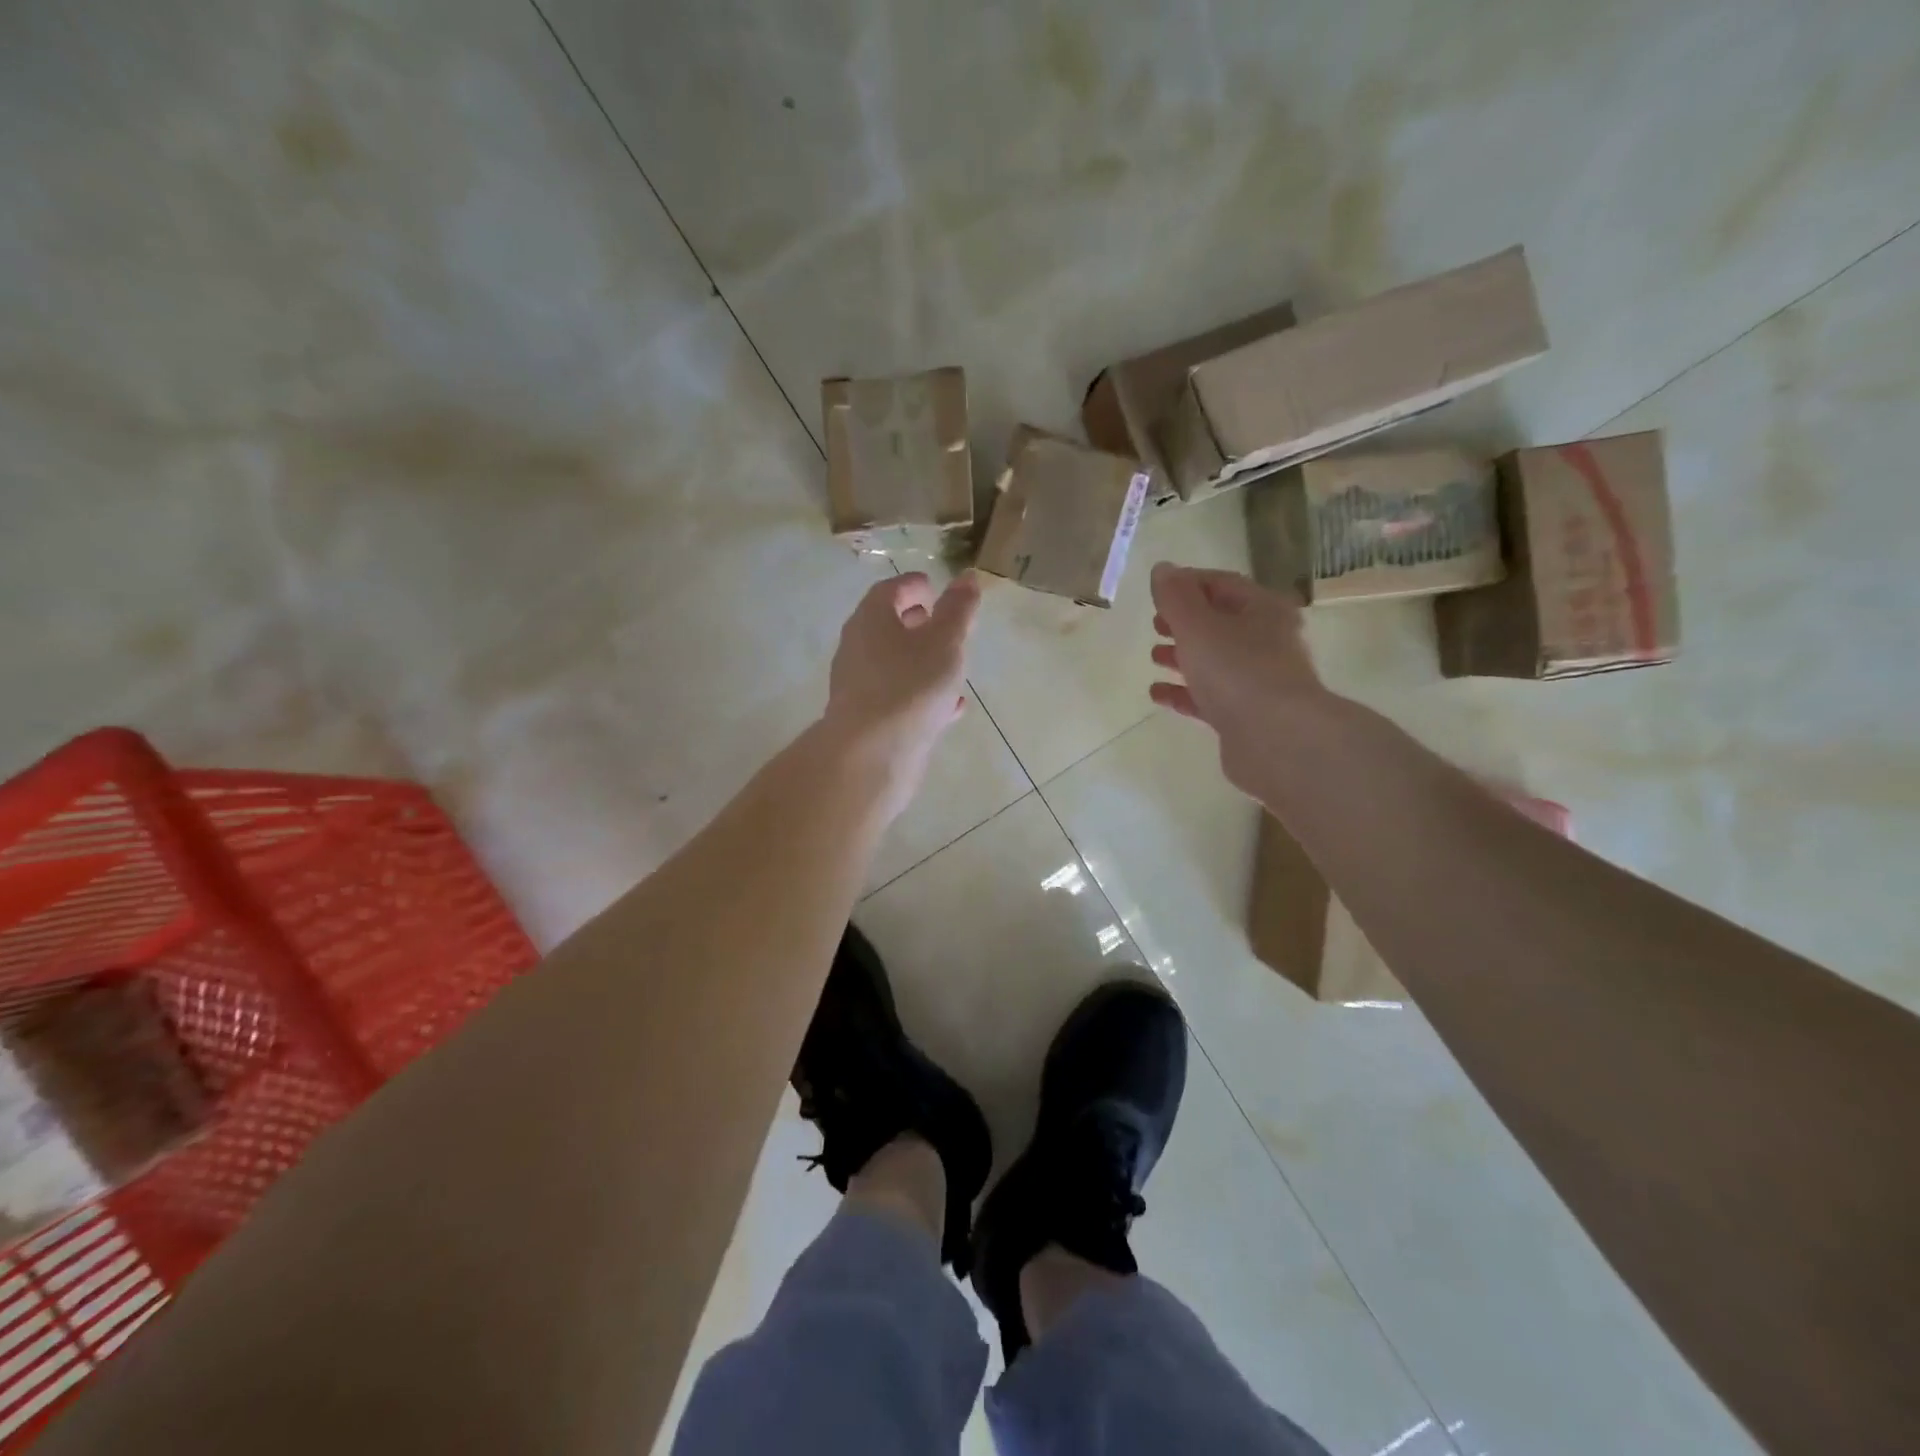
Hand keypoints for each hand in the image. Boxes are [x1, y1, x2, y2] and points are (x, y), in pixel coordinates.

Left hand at [822, 570, 981, 810]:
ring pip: (893, 664)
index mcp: (871, 620)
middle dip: (915, 623)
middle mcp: (858, 649)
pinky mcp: (868, 720)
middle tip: (942, 623)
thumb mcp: (944, 642)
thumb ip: (958, 610)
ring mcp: (860, 686)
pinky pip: (898, 696)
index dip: (913, 586)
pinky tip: (949, 708)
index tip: (934, 587)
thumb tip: (968, 577)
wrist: (870, 755)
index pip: (889, 591)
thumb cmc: (909, 687)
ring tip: (951, 665)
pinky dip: (921, 693)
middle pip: (886, 627)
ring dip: (920, 660)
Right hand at [1147, 563, 1329, 797]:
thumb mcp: (1198, 626)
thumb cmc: (1237, 671)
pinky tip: (1158, 693)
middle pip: (1220, 622)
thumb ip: (1176, 597)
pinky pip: (1209, 696)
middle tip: (1155, 623)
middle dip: (1185, 621)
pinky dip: (1184, 691)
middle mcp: (1267, 641)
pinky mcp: (1245, 715)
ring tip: (1153, 656)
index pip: (1223, 583)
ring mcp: (1258, 681)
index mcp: (1263, 610)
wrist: (1277, 740)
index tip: (1157, 591)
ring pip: (1215, 660)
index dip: (1188, 583)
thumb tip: (1162, 569)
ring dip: (1183, 656)